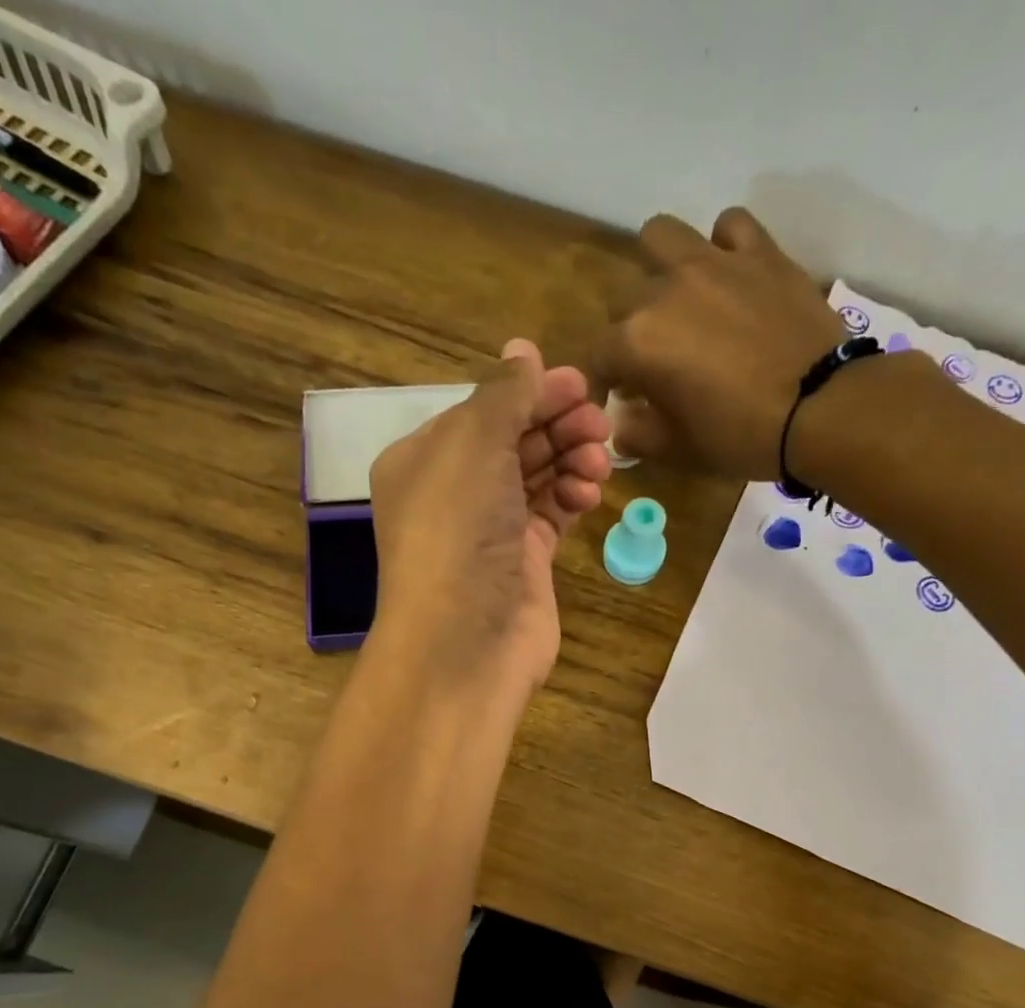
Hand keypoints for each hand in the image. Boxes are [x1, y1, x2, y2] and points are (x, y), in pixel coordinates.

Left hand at [368, 339, 609, 696]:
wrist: (465, 641)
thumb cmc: (457, 532)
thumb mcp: (473, 445)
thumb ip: (503, 395)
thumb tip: (523, 350)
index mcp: (424, 459)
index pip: (483, 411)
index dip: (531, 393)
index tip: (581, 385)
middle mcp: (454, 493)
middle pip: (514, 440)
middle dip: (557, 425)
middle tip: (600, 423)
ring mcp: (490, 531)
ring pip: (538, 477)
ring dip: (571, 460)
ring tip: (599, 461)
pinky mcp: (523, 563)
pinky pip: (552, 515)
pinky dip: (572, 498)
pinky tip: (589, 495)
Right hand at [593, 208, 847, 480]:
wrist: (819, 409)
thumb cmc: (740, 437)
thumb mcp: (679, 450)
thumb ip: (638, 435)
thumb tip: (621, 424)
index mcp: (639, 342)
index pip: (599, 355)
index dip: (604, 381)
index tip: (618, 399)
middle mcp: (665, 291)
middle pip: (624, 298)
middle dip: (630, 330)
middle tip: (654, 359)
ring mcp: (714, 263)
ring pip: (662, 236)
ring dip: (660, 265)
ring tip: (680, 297)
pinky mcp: (760, 252)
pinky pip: (729, 226)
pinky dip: (723, 246)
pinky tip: (731, 274)